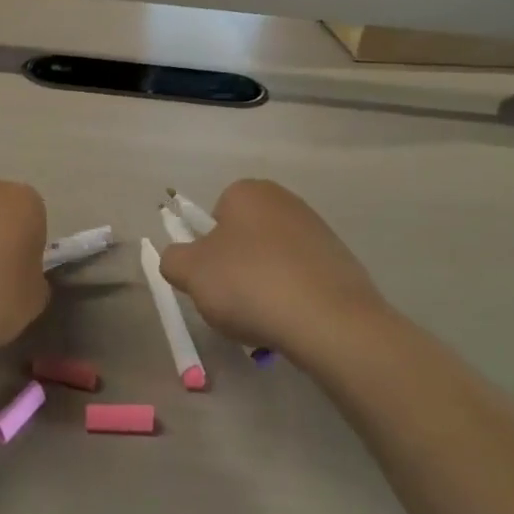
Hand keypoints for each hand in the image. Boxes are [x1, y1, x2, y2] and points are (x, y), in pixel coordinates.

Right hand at [158, 180, 386, 357]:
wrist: (328, 320)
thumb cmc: (249, 283)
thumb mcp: (190, 272)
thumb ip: (173, 259)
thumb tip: (180, 259)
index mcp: (249, 192)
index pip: (213, 215)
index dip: (205, 249)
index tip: (208, 278)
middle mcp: (286, 201)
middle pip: (243, 238)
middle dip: (234, 268)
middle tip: (230, 301)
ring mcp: (318, 231)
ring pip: (271, 261)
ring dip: (261, 285)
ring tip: (262, 318)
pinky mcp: (341, 263)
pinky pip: (300, 280)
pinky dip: (290, 298)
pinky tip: (289, 322)